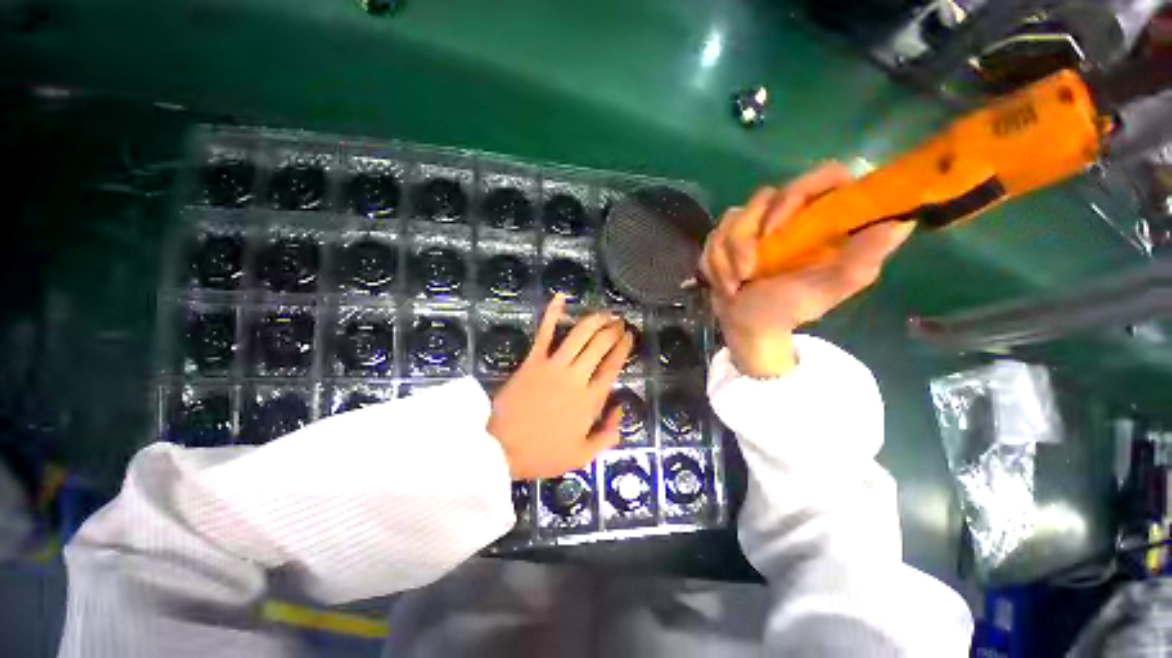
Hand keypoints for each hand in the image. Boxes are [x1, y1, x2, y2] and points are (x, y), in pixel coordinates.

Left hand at [488, 295, 633, 479]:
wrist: (500, 449)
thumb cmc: (542, 454)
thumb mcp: (582, 456)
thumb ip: (607, 435)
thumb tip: (621, 411)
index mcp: (590, 400)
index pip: (613, 366)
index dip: (623, 348)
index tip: (629, 335)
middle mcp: (577, 377)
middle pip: (600, 346)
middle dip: (613, 330)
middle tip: (619, 321)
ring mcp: (554, 365)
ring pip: (580, 335)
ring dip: (594, 320)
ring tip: (604, 313)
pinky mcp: (533, 360)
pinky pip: (545, 332)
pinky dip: (553, 313)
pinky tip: (562, 297)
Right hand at [700, 163, 913, 377]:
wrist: (748, 325)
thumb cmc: (789, 309)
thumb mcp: (828, 290)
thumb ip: (862, 259)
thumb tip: (903, 222)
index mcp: (821, 220)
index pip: (823, 176)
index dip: (798, 193)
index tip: (778, 230)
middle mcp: (789, 215)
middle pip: (764, 196)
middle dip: (746, 239)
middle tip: (749, 272)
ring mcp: (754, 225)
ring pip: (732, 218)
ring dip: (727, 257)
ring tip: (735, 284)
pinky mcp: (727, 237)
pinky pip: (713, 237)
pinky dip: (713, 263)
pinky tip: (724, 282)